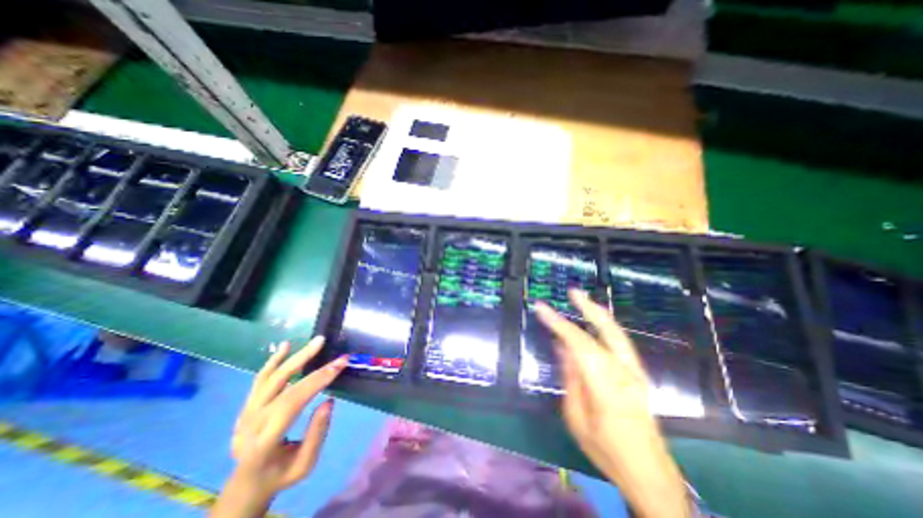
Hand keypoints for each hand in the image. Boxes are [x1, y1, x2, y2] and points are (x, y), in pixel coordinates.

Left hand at [210, 339, 346, 515]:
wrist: (247, 485)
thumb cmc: (281, 475)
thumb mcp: (305, 465)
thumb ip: (317, 434)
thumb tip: (329, 400)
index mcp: (264, 443)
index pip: (292, 403)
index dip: (317, 380)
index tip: (340, 363)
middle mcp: (250, 424)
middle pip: (279, 385)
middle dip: (306, 361)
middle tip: (325, 343)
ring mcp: (245, 414)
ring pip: (269, 378)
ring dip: (293, 356)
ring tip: (314, 341)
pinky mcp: (246, 407)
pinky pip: (259, 380)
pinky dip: (273, 361)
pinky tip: (285, 346)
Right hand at [538, 289, 687, 517]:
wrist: (650, 474)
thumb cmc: (606, 451)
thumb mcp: (576, 418)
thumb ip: (571, 379)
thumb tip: (562, 348)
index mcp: (607, 387)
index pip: (579, 344)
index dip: (559, 323)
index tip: (541, 308)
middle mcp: (625, 374)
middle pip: (608, 331)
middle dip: (588, 308)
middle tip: (573, 292)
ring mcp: (636, 373)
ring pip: (617, 334)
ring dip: (599, 314)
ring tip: (583, 300)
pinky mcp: (638, 375)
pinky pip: (619, 343)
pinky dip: (605, 327)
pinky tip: (595, 323)